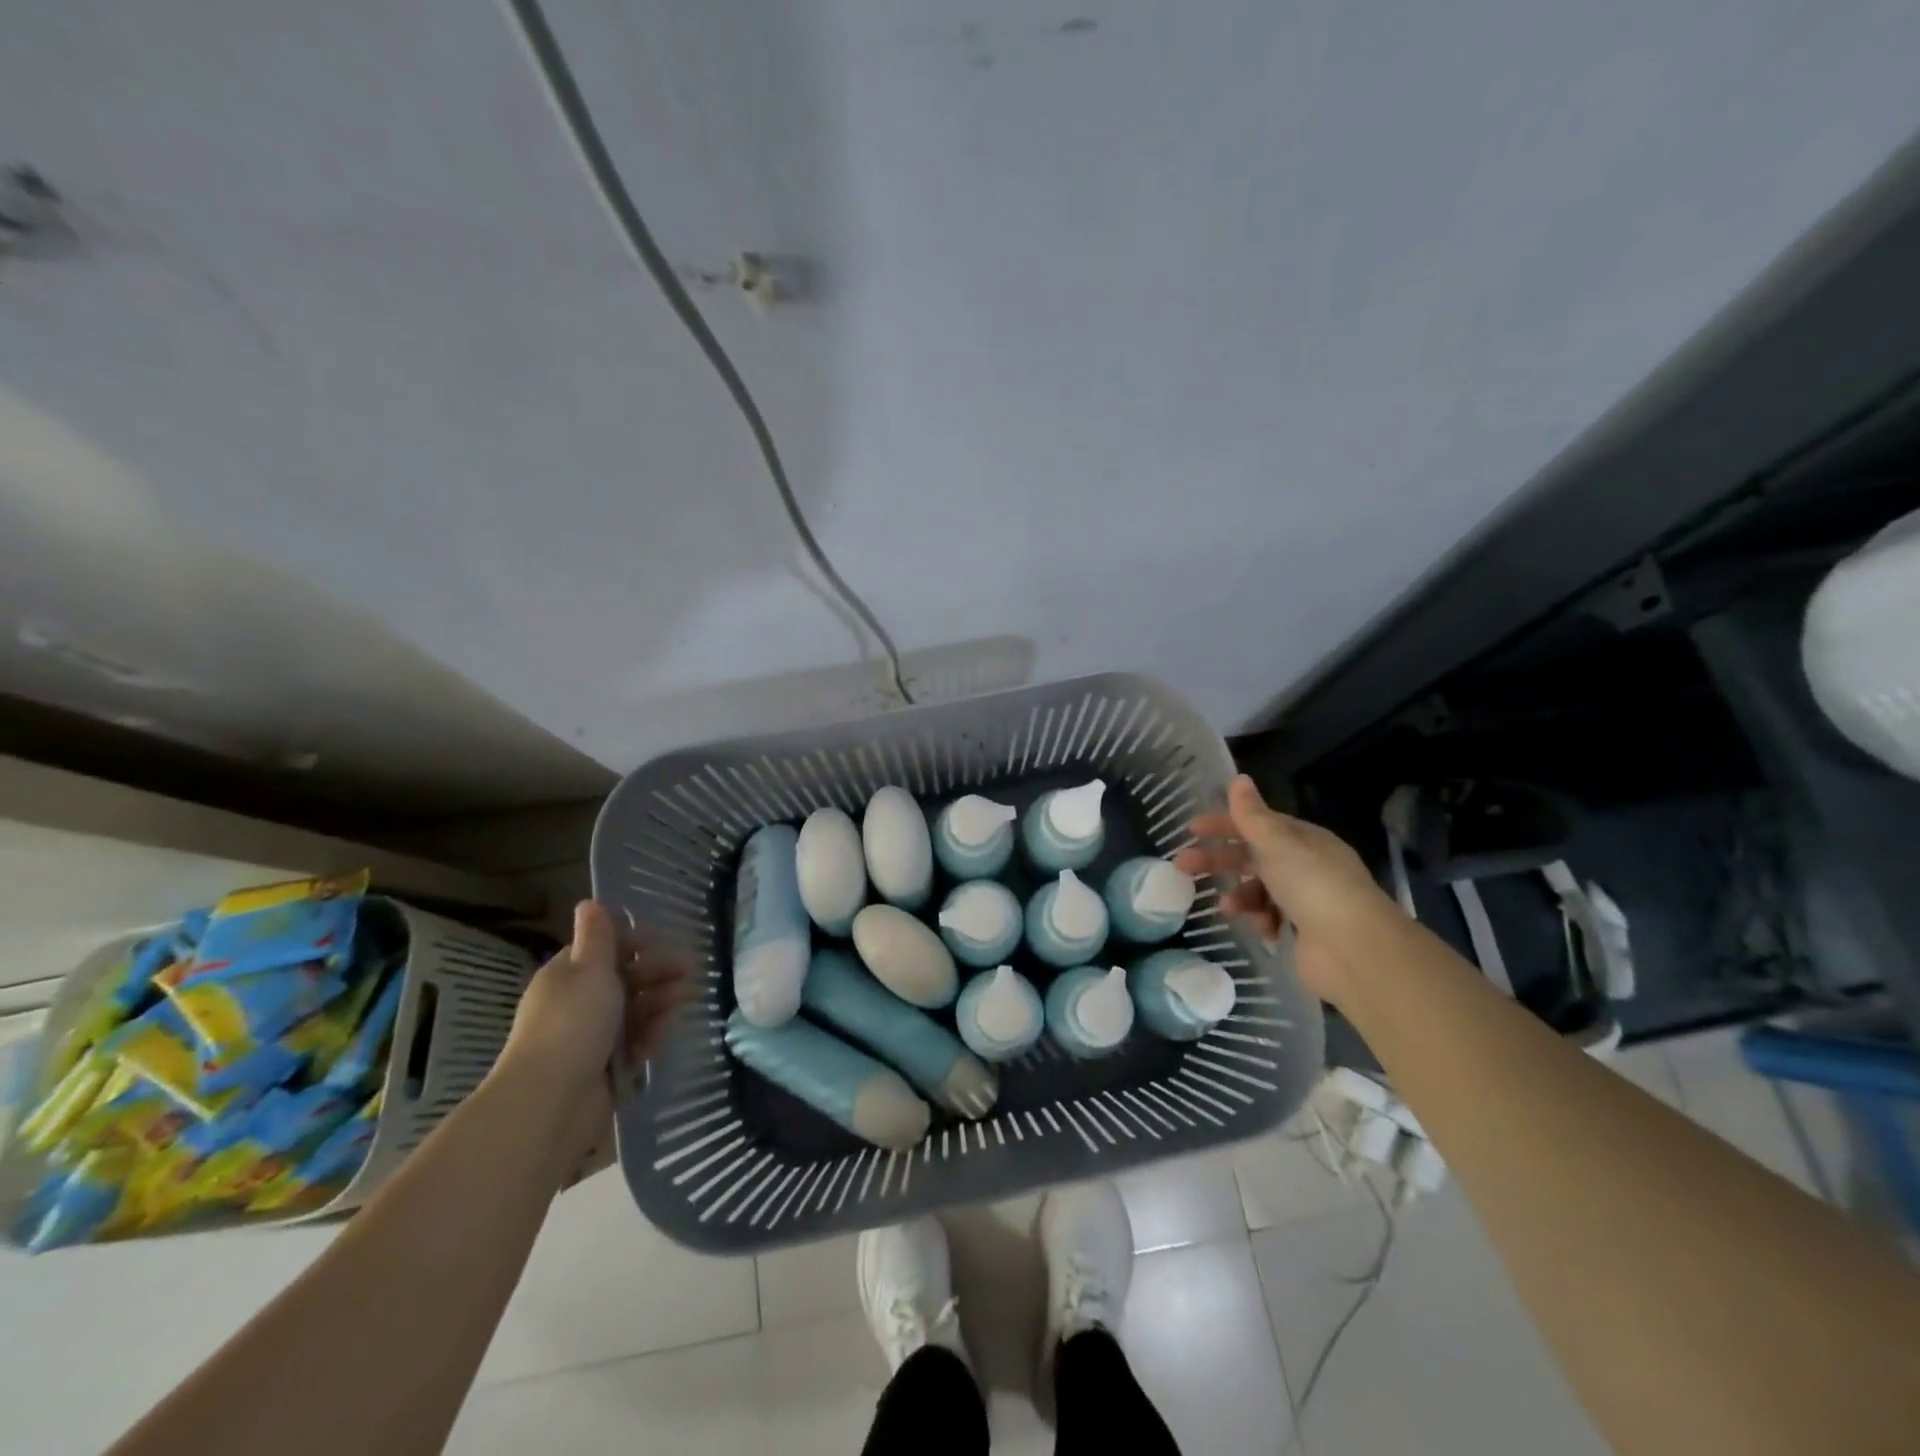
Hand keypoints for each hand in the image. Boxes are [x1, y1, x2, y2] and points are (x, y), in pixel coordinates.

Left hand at [496, 901, 692, 1132]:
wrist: (551, 1101)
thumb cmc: (573, 1023)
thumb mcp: (590, 969)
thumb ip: (598, 936)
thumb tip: (589, 901)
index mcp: (566, 976)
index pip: (602, 950)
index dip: (633, 944)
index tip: (662, 942)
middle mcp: (576, 1003)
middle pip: (622, 980)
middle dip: (656, 972)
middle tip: (691, 970)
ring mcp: (589, 1038)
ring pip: (632, 1011)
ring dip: (660, 1001)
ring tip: (690, 997)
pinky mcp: (603, 1068)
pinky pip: (634, 1043)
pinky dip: (651, 1034)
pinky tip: (667, 1031)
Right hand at [1175, 776, 1395, 1008]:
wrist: (1353, 948)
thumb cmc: (1313, 885)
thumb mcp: (1277, 843)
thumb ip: (1252, 815)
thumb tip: (1238, 778)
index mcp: (1304, 839)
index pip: (1258, 824)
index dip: (1224, 824)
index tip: (1192, 829)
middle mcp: (1306, 865)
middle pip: (1253, 856)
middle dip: (1219, 860)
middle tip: (1182, 866)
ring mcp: (1307, 899)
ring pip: (1259, 890)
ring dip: (1239, 894)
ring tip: (1226, 907)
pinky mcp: (1304, 931)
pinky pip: (1271, 918)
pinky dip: (1260, 920)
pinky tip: (1259, 928)